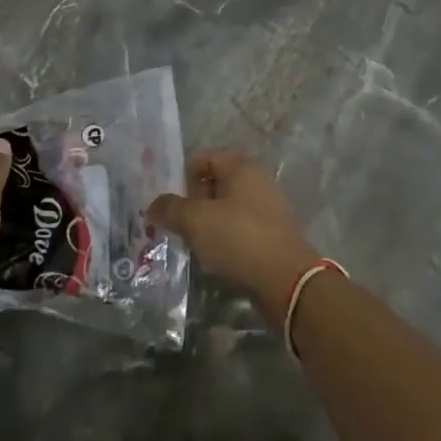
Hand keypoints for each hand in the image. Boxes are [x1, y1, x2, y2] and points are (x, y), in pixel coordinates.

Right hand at [148, 150, 319, 327]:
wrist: (288, 282)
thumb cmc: (239, 239)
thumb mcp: (197, 221)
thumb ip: (171, 209)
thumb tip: (153, 205)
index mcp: (242, 167)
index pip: (205, 158)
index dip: (185, 176)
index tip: (173, 202)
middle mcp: (258, 181)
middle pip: (217, 182)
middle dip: (195, 201)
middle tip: (181, 224)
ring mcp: (269, 208)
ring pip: (229, 207)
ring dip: (210, 222)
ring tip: (196, 244)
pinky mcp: (274, 235)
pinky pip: (242, 228)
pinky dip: (227, 238)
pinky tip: (218, 258)